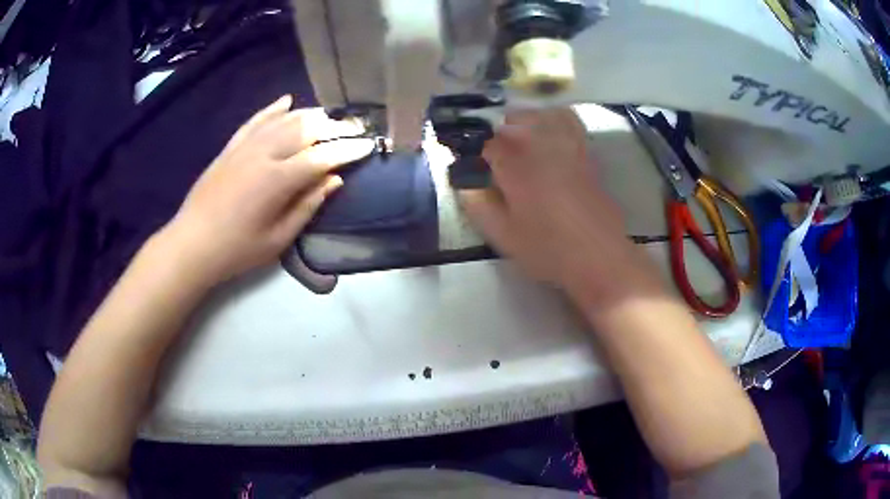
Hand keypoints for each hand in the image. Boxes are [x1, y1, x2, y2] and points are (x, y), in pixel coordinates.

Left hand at [163, 95, 374, 284]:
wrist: (192, 244)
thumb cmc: (237, 250)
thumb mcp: (278, 239)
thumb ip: (308, 206)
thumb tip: (334, 180)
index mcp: (278, 180)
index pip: (322, 156)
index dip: (348, 150)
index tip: (369, 145)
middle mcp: (264, 154)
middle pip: (306, 130)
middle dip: (335, 127)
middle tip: (355, 128)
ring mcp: (245, 146)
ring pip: (284, 119)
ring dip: (310, 115)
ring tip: (330, 116)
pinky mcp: (231, 147)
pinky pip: (256, 120)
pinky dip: (273, 109)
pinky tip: (287, 101)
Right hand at [459, 109, 663, 305]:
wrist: (600, 257)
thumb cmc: (548, 250)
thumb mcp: (503, 236)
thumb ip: (478, 206)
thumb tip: (466, 184)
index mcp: (516, 165)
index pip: (488, 143)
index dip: (478, 154)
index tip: (477, 169)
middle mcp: (541, 146)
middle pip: (515, 120)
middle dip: (501, 134)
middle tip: (498, 159)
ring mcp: (568, 146)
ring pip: (542, 115)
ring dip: (527, 122)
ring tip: (523, 142)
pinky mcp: (587, 154)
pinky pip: (569, 122)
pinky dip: (555, 120)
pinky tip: (551, 138)